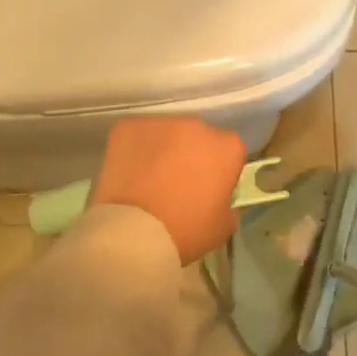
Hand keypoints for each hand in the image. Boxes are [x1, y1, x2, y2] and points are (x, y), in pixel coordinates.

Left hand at [89, 116, 246, 264]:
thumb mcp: (223, 225)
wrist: (134, 233)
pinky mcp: (128, 125)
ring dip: (163, 149)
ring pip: (166, 132)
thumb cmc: (186, 231)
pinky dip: (134, 149)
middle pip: (197, 136)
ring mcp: (161, 122)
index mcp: (227, 147)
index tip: (208, 188)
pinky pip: (136, 134)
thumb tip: (217, 196)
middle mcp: (197, 125)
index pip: (229, 151)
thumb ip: (227, 202)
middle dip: (191, 154)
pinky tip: (128, 172)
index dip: (218, 169)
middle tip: (177, 182)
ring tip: (148, 177)